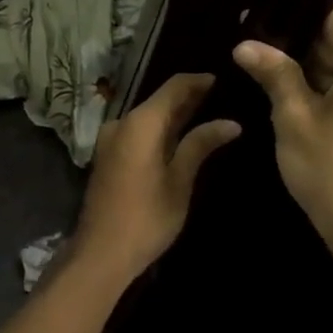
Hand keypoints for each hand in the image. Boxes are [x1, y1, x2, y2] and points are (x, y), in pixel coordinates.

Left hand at [69, 73, 240, 280]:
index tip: (223, 80)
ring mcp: (111, 139)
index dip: (198, 81)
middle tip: (222, 97)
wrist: (101, 252)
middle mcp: (122, 123)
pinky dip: (160, 130)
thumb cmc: (147, 217)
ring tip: (208, 114)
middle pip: (159, 101)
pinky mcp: (109, 155)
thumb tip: (231, 123)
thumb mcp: (180, 181)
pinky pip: (138, 132)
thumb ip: (200, 145)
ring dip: (175, 115)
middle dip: (189, 98)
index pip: (173, 87)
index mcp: (140, 123)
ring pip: (148, 117)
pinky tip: (181, 137)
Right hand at [233, 5, 332, 267]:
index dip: (296, 13)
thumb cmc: (331, 169)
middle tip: (253, 44)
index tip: (261, 15)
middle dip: (297, 43)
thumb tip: (245, 44)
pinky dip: (326, 89)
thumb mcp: (293, 117)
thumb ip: (274, 73)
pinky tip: (290, 95)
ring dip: (309, 68)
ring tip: (263, 67)